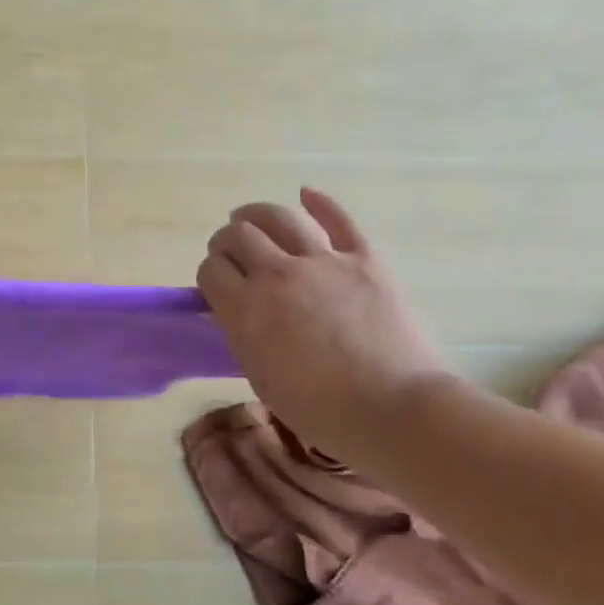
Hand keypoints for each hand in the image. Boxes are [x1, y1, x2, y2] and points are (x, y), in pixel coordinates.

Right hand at [197, 187, 451, 457]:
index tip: (216, 284)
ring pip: (278, 217)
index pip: (211, 271)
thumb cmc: (321, 410)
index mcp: (245, 310)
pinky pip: (339, 219)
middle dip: (226, 241)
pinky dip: (320, 202)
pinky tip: (306, 194)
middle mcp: (277, 274)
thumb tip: (238, 312)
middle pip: (237, 236)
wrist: (394, 409)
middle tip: (231, 252)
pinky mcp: (365, 258)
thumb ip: (243, 335)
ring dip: (257, 214)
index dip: (210, 273)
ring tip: (250, 217)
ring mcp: (323, 261)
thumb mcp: (261, 377)